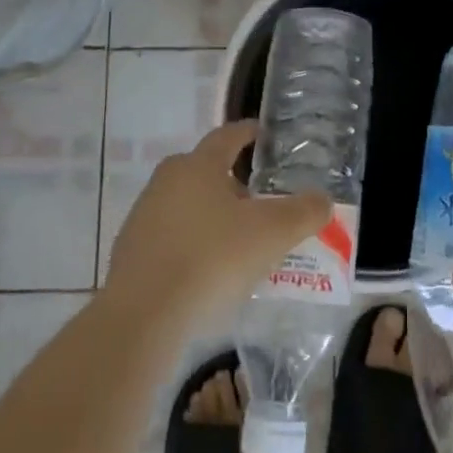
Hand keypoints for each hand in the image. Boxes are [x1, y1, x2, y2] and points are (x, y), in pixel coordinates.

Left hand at [103, 121, 331, 331]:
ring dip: (213, 216)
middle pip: (206, 171)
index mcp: (198, 165)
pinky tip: (210, 272)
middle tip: (262, 200)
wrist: (142, 320)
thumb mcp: (272, 234)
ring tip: (240, 242)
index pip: (228, 136)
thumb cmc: (212, 260)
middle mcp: (166, 181)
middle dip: (234, 182)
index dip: (250, 133)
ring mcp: (143, 217)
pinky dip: (193, 245)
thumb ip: (304, 212)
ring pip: (188, 205)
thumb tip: (322, 200)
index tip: (266, 135)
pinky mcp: (130, 254)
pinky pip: (172, 238)